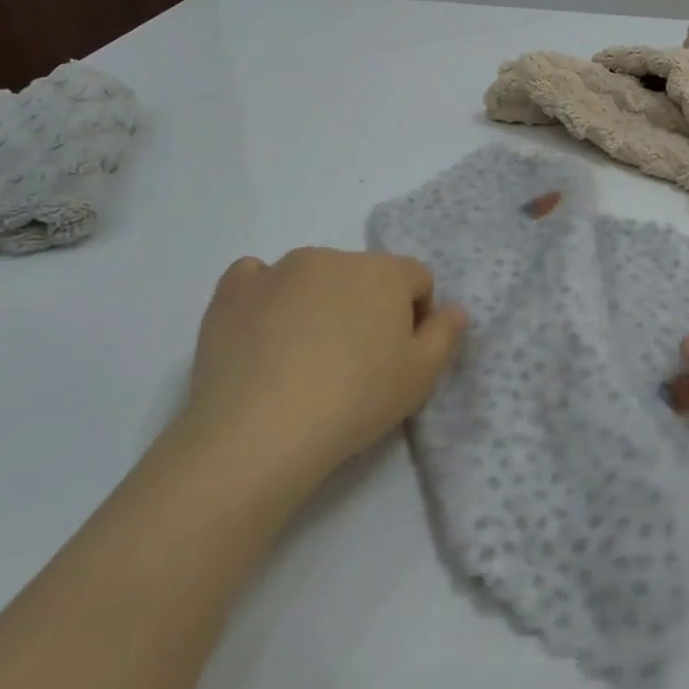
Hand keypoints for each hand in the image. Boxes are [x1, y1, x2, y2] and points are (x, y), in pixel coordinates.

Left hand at [177, 249, 465, 485]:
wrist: (260, 431)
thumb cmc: (355, 399)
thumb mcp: (421, 376)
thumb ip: (446, 334)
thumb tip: (454, 309)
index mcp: (384, 271)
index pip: (416, 279)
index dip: (415, 317)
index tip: (398, 357)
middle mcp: (334, 257)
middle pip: (364, 276)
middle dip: (366, 308)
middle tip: (353, 363)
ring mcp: (279, 269)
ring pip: (313, 277)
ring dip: (319, 302)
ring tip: (303, 358)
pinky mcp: (234, 291)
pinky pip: (256, 278)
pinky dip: (265, 297)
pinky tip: (262, 333)